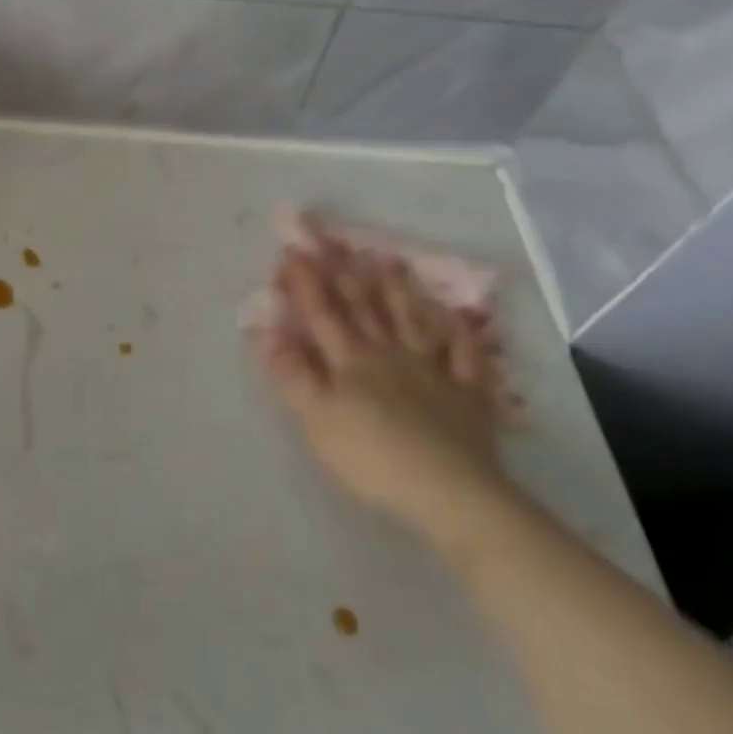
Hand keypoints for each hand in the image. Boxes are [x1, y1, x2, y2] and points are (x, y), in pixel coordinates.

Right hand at [251, 246, 511, 531]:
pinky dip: (460, 333)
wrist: (450, 492)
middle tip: (335, 241)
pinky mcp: (467, 394)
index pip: (322, 314)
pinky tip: (456, 315)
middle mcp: (388, 354)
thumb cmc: (372, 458)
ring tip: (387, 258)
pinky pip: (465, 356)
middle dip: (344, 273)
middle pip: (364, 308)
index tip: (293, 250)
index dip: (306, 282)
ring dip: (397, 289)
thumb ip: (291, 374)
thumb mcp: (316, 419)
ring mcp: (432, 371)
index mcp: (350, 362)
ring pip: (411, 320)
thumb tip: (264, 330)